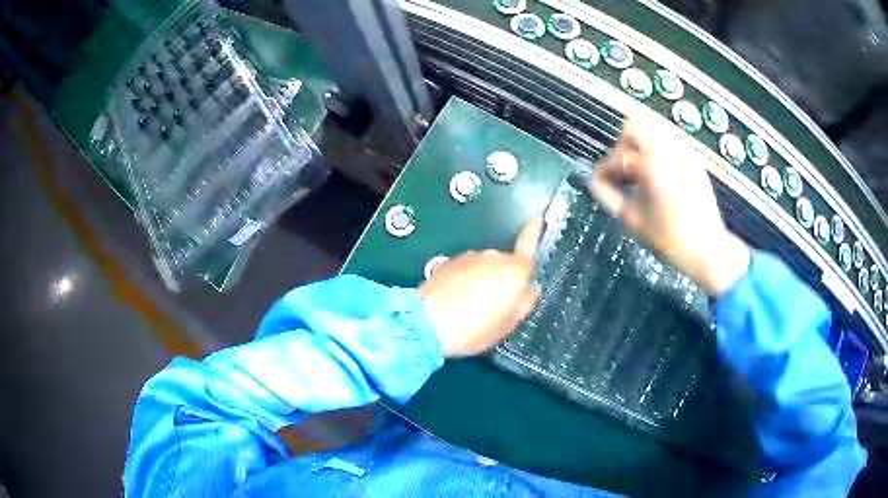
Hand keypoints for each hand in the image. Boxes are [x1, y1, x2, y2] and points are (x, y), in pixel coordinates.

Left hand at [418, 220, 542, 357]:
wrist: (426, 323)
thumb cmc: (474, 328)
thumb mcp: (508, 324)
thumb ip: (524, 303)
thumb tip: (530, 288)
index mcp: (513, 271)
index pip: (529, 244)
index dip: (534, 231)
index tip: (538, 219)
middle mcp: (493, 256)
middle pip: (506, 263)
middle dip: (504, 278)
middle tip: (496, 305)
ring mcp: (469, 257)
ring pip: (485, 266)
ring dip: (483, 280)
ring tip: (472, 306)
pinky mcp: (449, 262)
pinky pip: (467, 269)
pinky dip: (466, 281)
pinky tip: (457, 300)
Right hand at [588, 116, 750, 296]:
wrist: (706, 248)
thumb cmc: (671, 238)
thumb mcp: (633, 220)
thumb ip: (608, 197)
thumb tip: (596, 183)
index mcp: (650, 164)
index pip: (616, 157)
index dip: (604, 172)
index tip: (600, 184)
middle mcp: (667, 150)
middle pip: (633, 129)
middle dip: (621, 150)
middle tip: (620, 172)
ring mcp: (683, 153)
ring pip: (653, 130)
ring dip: (639, 146)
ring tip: (637, 172)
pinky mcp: (693, 160)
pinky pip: (669, 143)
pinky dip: (656, 151)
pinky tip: (655, 174)